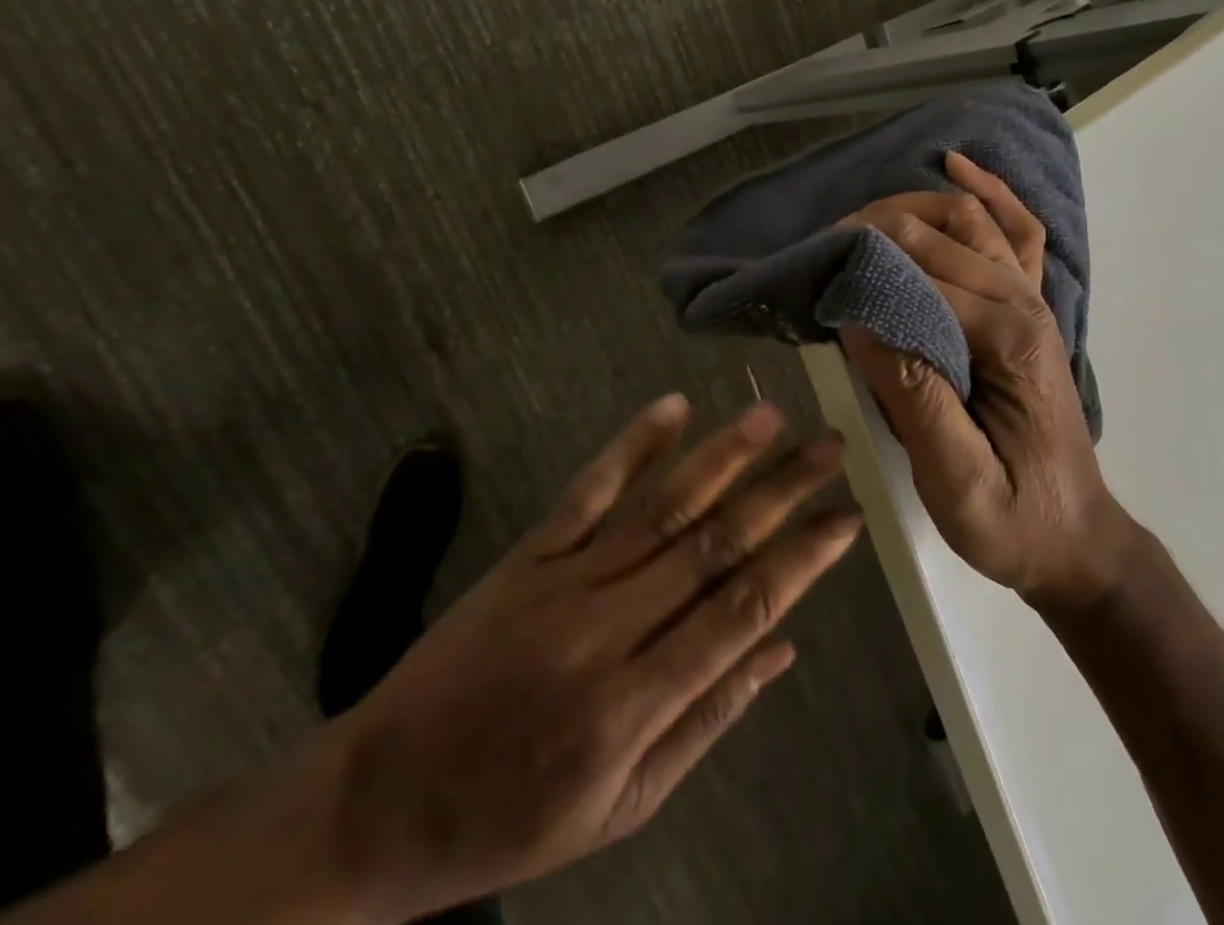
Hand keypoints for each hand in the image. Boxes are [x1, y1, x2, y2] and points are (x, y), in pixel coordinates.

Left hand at [318, 397, 859, 919]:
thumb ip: (707, 720)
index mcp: (636, 703)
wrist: (376, 801)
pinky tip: (673, 408)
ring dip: (721, 457)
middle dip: (781, 491)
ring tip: (772, 417)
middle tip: (831, 446)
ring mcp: (565, 580)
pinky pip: (589, 490)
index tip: (847, 517)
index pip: (741, 610)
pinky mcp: (528, 554)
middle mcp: (608, 629)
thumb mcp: (623, 806)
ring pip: (661, 507)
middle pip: (713, 545)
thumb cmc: (511, 816)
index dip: (802, 559)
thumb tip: (783, 649)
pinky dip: (634, 445)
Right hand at [841, 153, 1137, 613]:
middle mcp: (1024, 304)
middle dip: (879, 227)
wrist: (1075, 538)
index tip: (818, 273)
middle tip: (824, 245)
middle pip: (944, 234)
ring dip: (917, 204)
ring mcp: (1033, 300)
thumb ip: (914, 401)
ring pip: (974, 219)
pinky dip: (988, 193)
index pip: (925, 275)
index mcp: (1008, 341)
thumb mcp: (957, 485)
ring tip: (863, 215)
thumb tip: (861, 323)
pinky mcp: (1030, 306)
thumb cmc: (1012, 520)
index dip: (867, 265)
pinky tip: (957, 166)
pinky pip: (1016, 232)